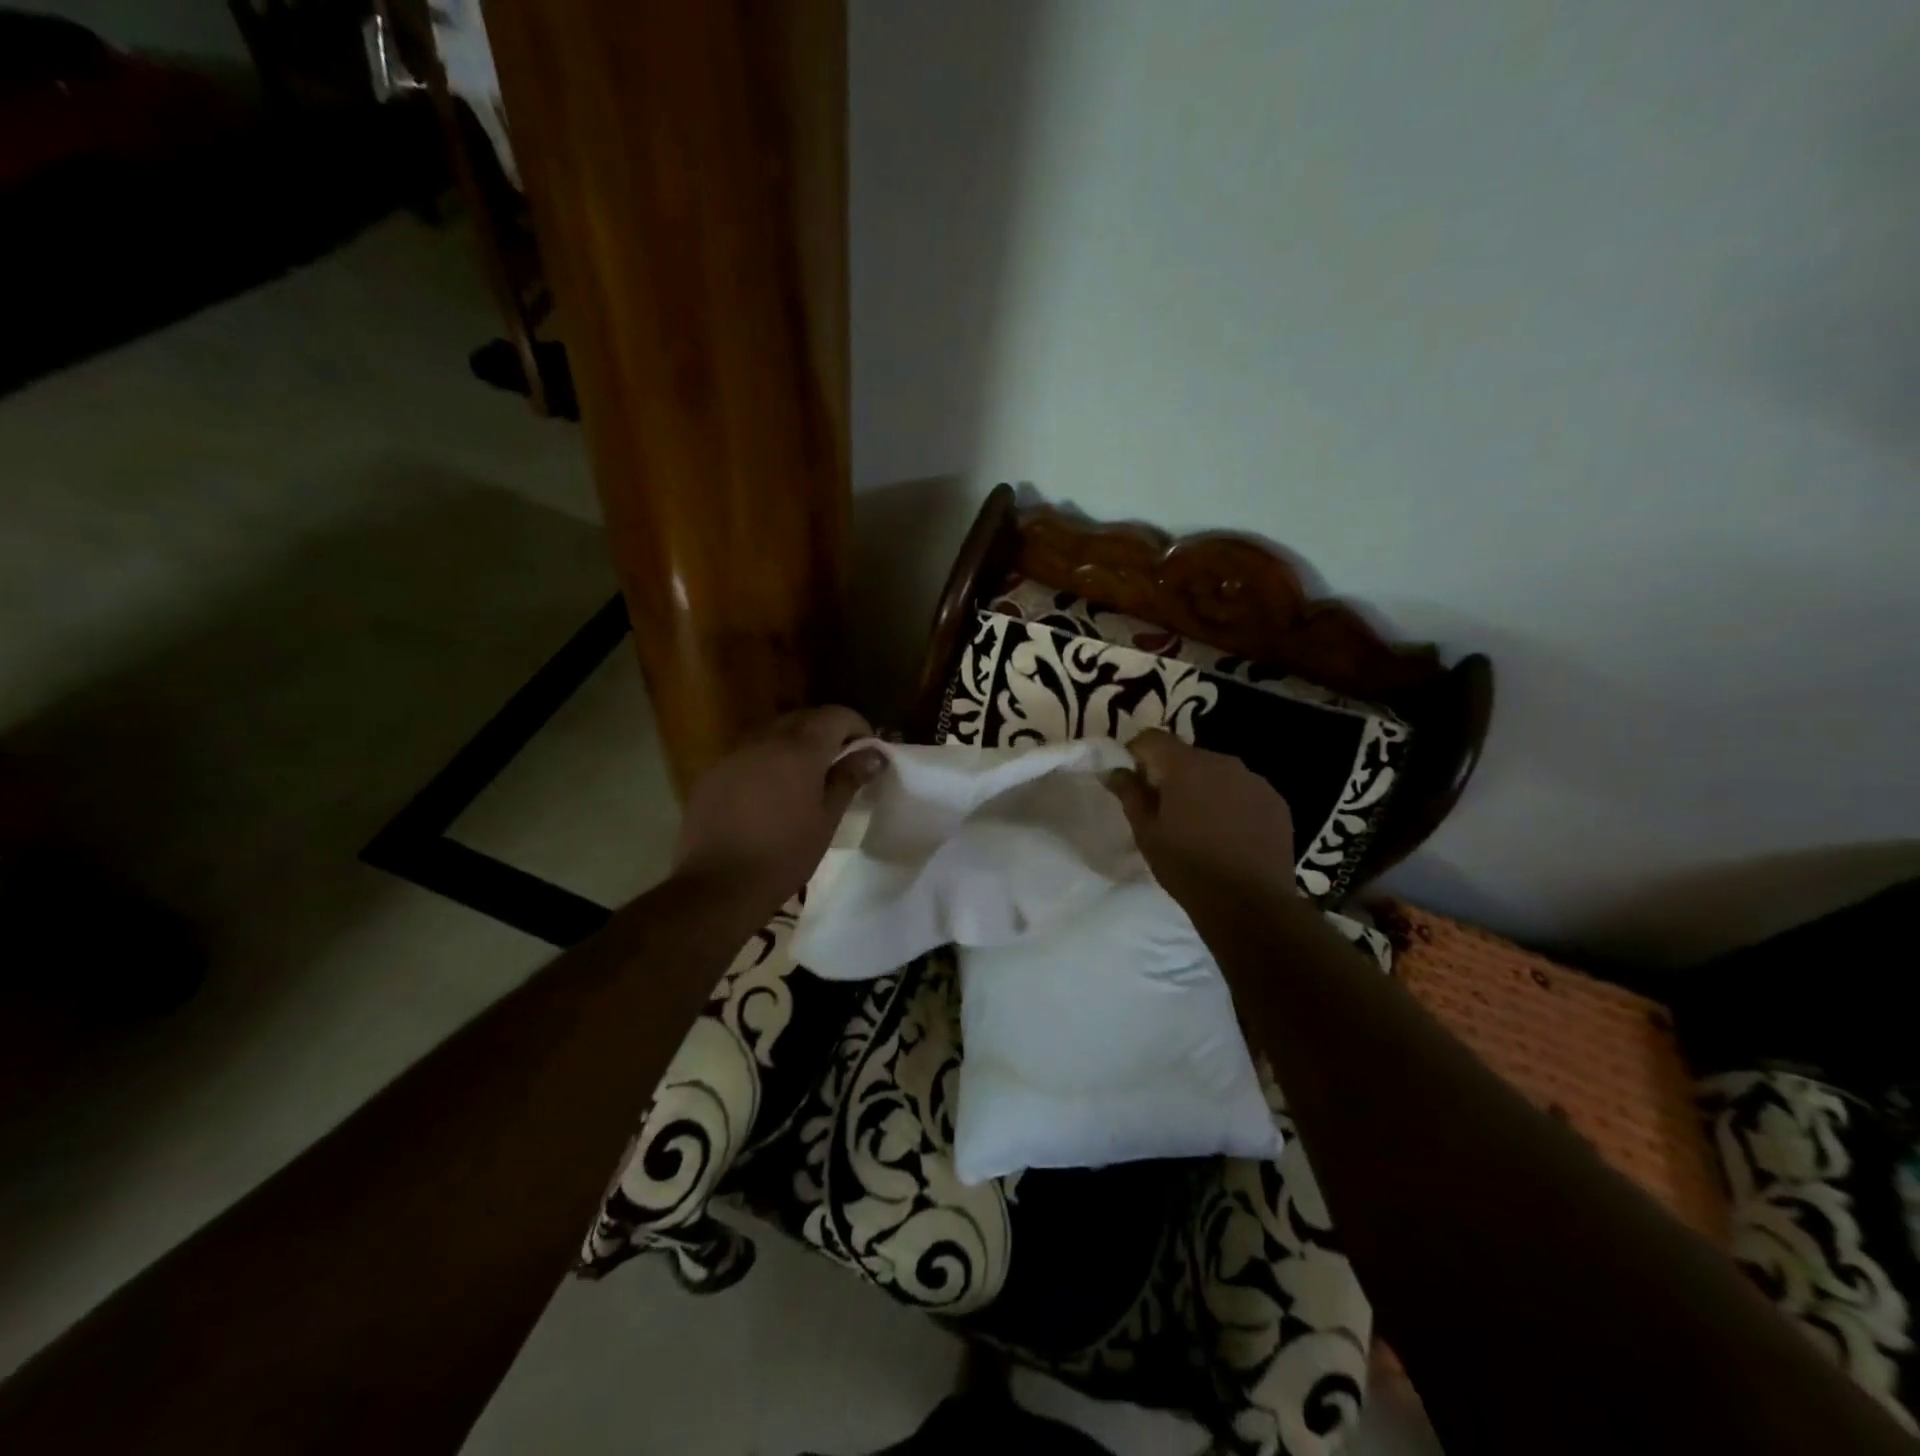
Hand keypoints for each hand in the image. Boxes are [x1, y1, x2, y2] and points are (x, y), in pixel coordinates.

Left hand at [673, 707, 884, 901]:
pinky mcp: (712, 773)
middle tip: (839, 760)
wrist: (719, 886)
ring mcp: (734, 755)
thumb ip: (848, 779)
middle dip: (825, 731)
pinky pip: (747, 754)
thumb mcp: (826, 819)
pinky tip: (768, 793)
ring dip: (793, 744)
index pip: (836, 715)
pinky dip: (766, 761)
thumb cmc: (785, 855)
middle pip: (802, 718)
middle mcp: (765, 740)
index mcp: (800, 749)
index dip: (856, 726)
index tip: (867, 749)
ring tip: (804, 776)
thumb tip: (873, 754)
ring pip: (772, 733)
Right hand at [1106, 730, 1298, 915]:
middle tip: (1163, 808)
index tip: (1133, 781)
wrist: (1249, 904)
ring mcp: (1254, 780)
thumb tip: (1114, 771)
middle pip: (1186, 755)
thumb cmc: (1187, 867)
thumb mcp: (1146, 833)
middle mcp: (1222, 761)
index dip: (1136, 754)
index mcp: (1186, 766)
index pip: (1152, 738)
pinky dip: (1230, 802)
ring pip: (1217, 772)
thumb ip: (1129, 794)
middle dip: (1170, 774)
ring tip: (1198, 823)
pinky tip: (1228, 833)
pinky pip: (1243, 790)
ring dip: (1202, 787)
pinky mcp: (1275, 801)